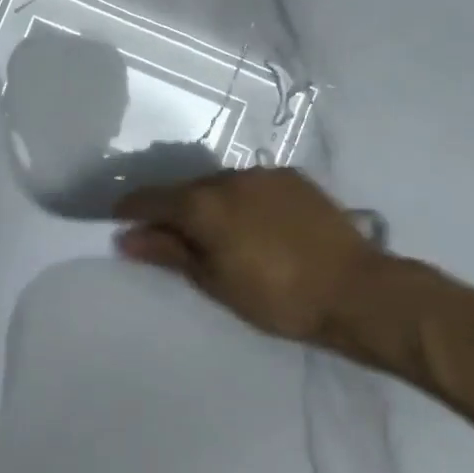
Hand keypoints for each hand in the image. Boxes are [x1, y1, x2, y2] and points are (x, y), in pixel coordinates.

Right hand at [114, 168, 404, 346]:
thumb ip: (169, 252)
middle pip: (185, 189)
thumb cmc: (277, 298)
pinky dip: (241, 201)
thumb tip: (126, 237)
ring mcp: (263, 174)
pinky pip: (251, 185)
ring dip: (208, 204)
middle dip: (171, 210)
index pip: (151, 198)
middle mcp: (229, 177)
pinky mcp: (292, 178)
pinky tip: (254, 226)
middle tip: (170, 238)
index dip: (130, 209)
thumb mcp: (215, 282)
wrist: (356, 290)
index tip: (117, 221)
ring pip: (219, 185)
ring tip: (217, 234)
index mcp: (203, 203)